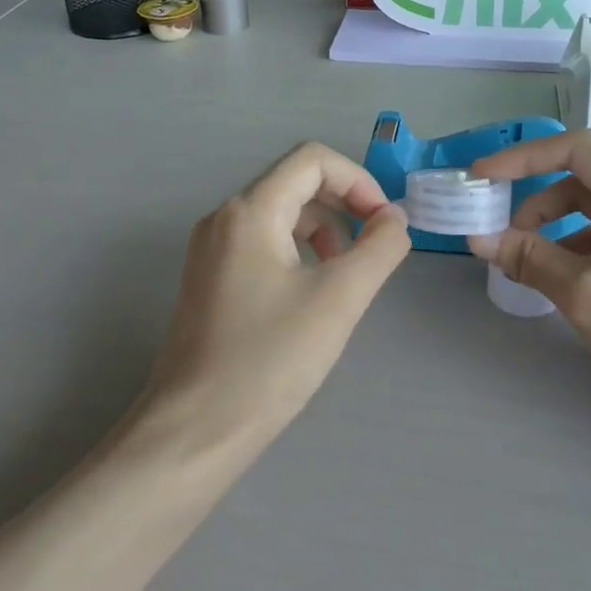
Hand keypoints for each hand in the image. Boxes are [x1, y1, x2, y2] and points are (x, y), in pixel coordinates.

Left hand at [143, 143, 410, 438]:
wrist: (195, 430)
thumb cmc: (269, 360)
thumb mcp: (338, 299)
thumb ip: (379, 248)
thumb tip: (395, 218)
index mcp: (249, 212)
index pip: (312, 160)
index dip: (359, 181)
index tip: (385, 223)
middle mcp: (223, 219)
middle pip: (295, 183)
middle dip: (344, 205)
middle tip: (375, 249)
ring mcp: (211, 251)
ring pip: (280, 215)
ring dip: (324, 230)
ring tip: (347, 274)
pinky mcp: (210, 281)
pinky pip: (263, 245)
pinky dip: (299, 253)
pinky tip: (314, 294)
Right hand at [471, 132, 590, 441]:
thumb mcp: (589, 296)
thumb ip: (531, 259)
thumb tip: (481, 237)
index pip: (576, 149)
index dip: (523, 157)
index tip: (481, 177)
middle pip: (582, 179)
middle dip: (534, 201)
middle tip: (496, 235)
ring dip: (551, 229)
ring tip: (521, 263)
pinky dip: (573, 250)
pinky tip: (554, 278)